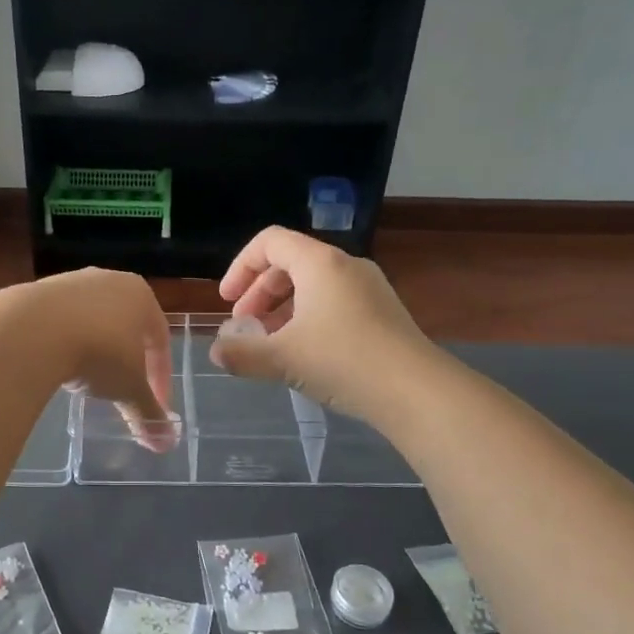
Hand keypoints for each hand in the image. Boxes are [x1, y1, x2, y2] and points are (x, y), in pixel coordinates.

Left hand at [23, 268, 177, 450]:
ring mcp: (72, 282)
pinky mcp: (39, 290)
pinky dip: (65, 343)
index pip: (160, 340)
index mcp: (141, 296)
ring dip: (94, 351)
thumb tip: (166, 443)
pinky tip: (58, 365)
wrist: (33, 330)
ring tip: (85, 381)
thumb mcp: (128, 389)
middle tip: (120, 391)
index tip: (153, 405)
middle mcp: (110, 280)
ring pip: (93, 322)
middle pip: (127, 327)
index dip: (160, 377)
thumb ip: (148, 414)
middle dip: (126, 362)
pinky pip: (61, 322)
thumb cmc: (99, 353)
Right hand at [210, 227, 429, 422]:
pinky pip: (334, 302)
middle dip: (259, 293)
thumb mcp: (282, 359)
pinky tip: (304, 354)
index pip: (269, 241)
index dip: (240, 267)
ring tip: (270, 344)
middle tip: (244, 326)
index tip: (226, 301)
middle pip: (290, 263)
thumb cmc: (343, 362)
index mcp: (320, 263)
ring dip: (282, 309)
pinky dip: (308, 318)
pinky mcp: (383, 313)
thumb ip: (242, 354)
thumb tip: (216, 352)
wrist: (417, 392)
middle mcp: (346, 266)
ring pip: (313, 286)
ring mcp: (369, 288)